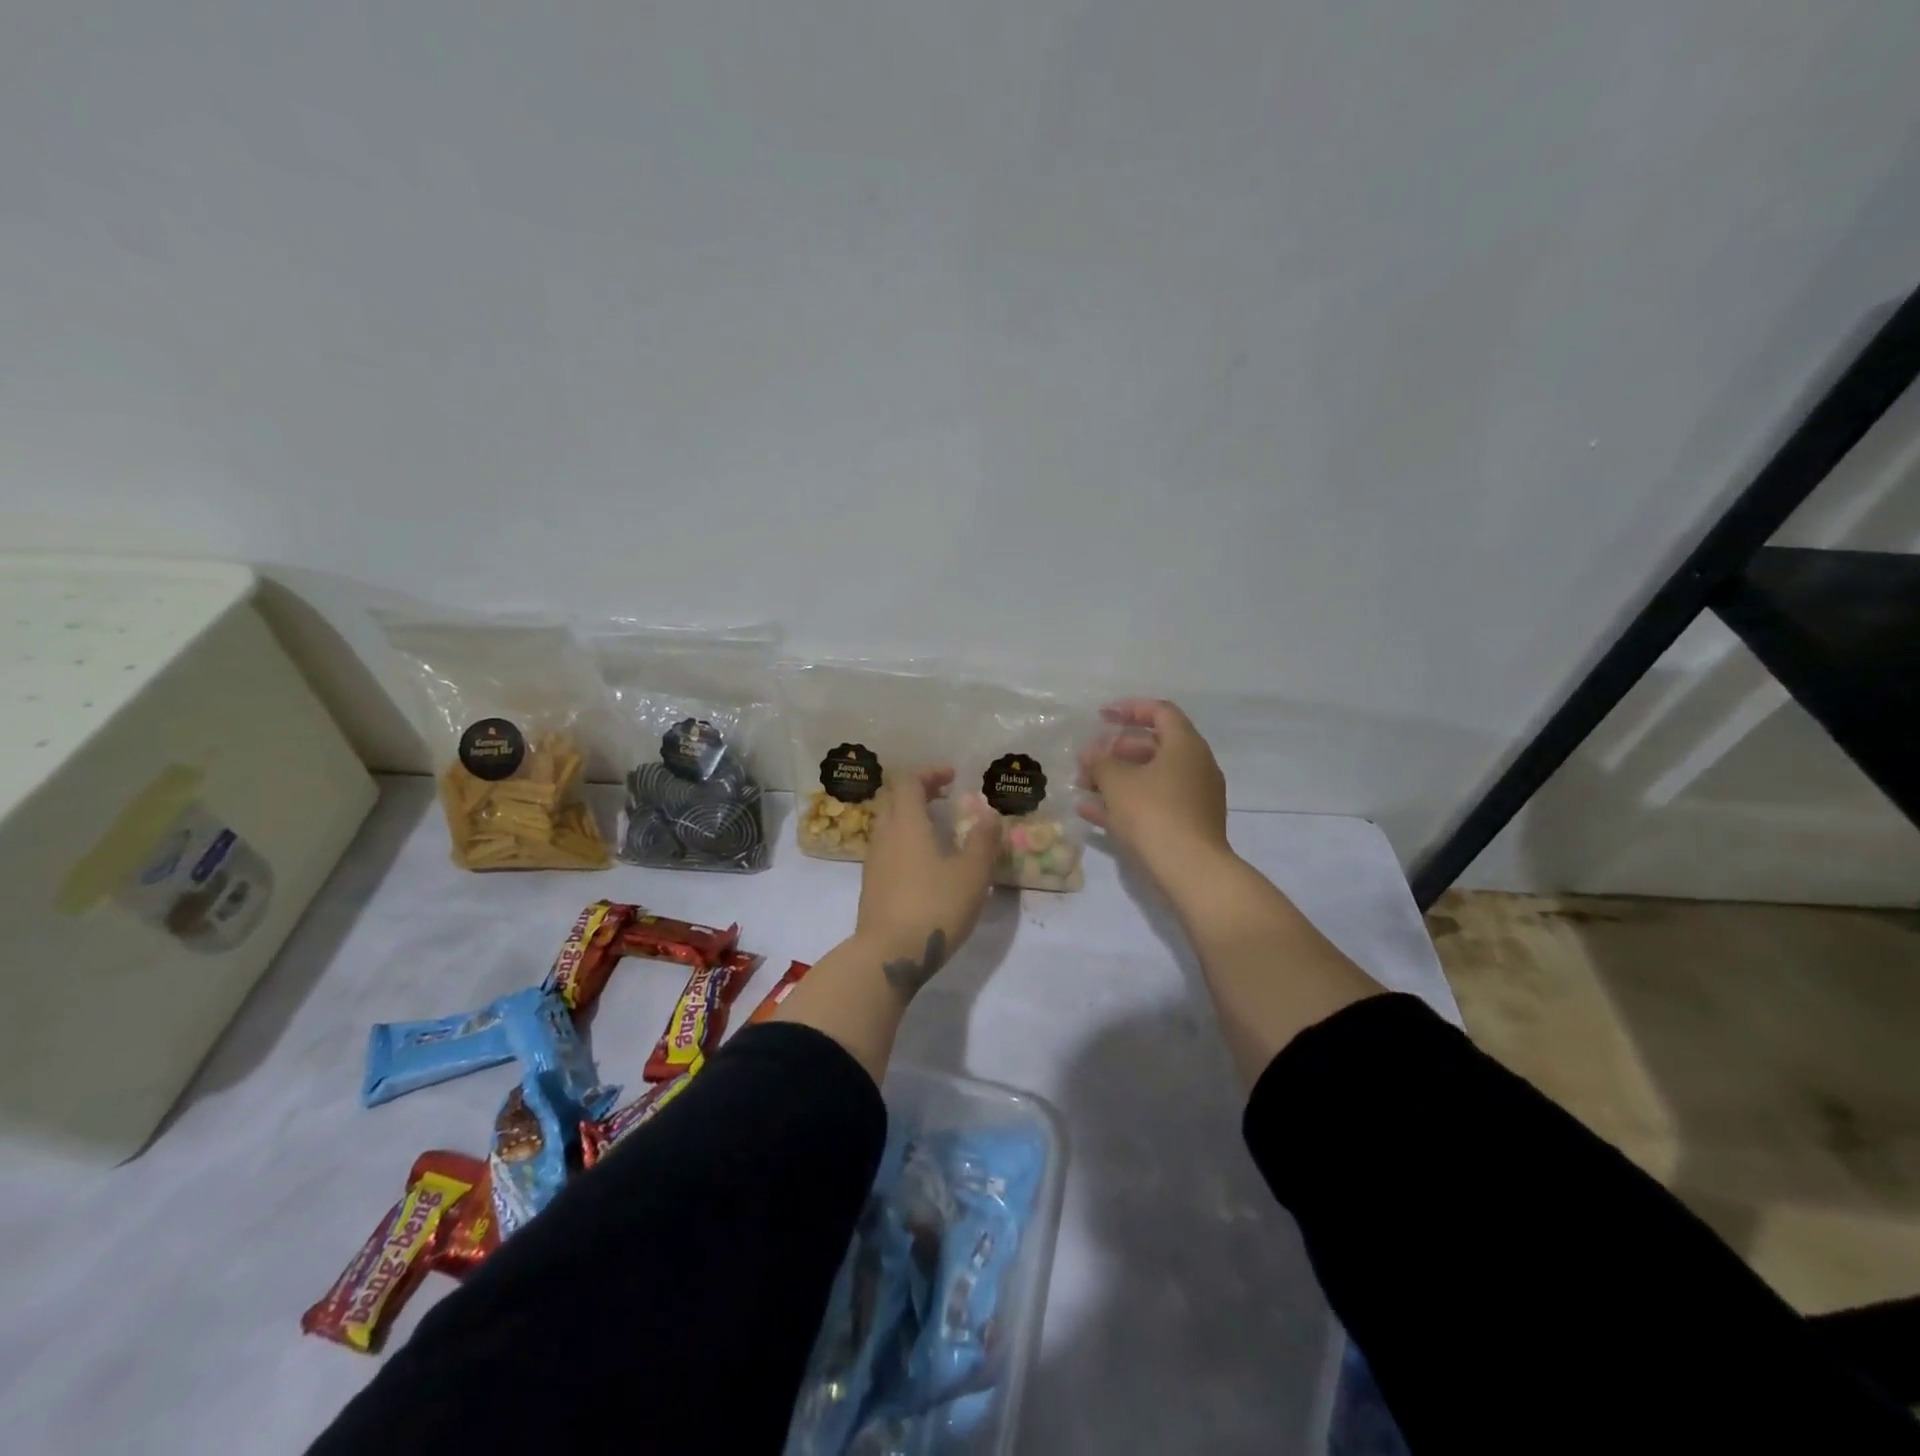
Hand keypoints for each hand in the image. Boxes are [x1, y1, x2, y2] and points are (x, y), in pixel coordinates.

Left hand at [855, 768, 1002, 1000]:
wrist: (888, 955)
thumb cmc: (934, 907)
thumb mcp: (972, 874)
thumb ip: (983, 841)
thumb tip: (988, 814)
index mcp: (906, 823)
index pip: (909, 781)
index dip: (930, 773)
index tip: (953, 777)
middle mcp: (884, 835)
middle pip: (894, 799)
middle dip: (919, 791)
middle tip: (945, 797)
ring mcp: (874, 861)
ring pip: (888, 824)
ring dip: (911, 817)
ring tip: (939, 829)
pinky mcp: (871, 885)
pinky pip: (887, 848)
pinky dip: (905, 841)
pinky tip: (926, 863)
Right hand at [1079, 699, 1229, 880]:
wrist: (1190, 871)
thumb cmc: (1153, 814)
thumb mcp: (1117, 782)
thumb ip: (1100, 762)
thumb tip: (1092, 754)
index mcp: (1185, 746)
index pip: (1160, 712)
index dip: (1129, 709)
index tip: (1101, 716)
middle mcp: (1195, 766)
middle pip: (1152, 747)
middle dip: (1115, 751)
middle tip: (1087, 761)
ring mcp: (1193, 798)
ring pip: (1150, 778)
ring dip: (1116, 779)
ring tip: (1083, 786)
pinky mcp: (1187, 825)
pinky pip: (1152, 803)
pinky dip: (1125, 802)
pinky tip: (1091, 812)